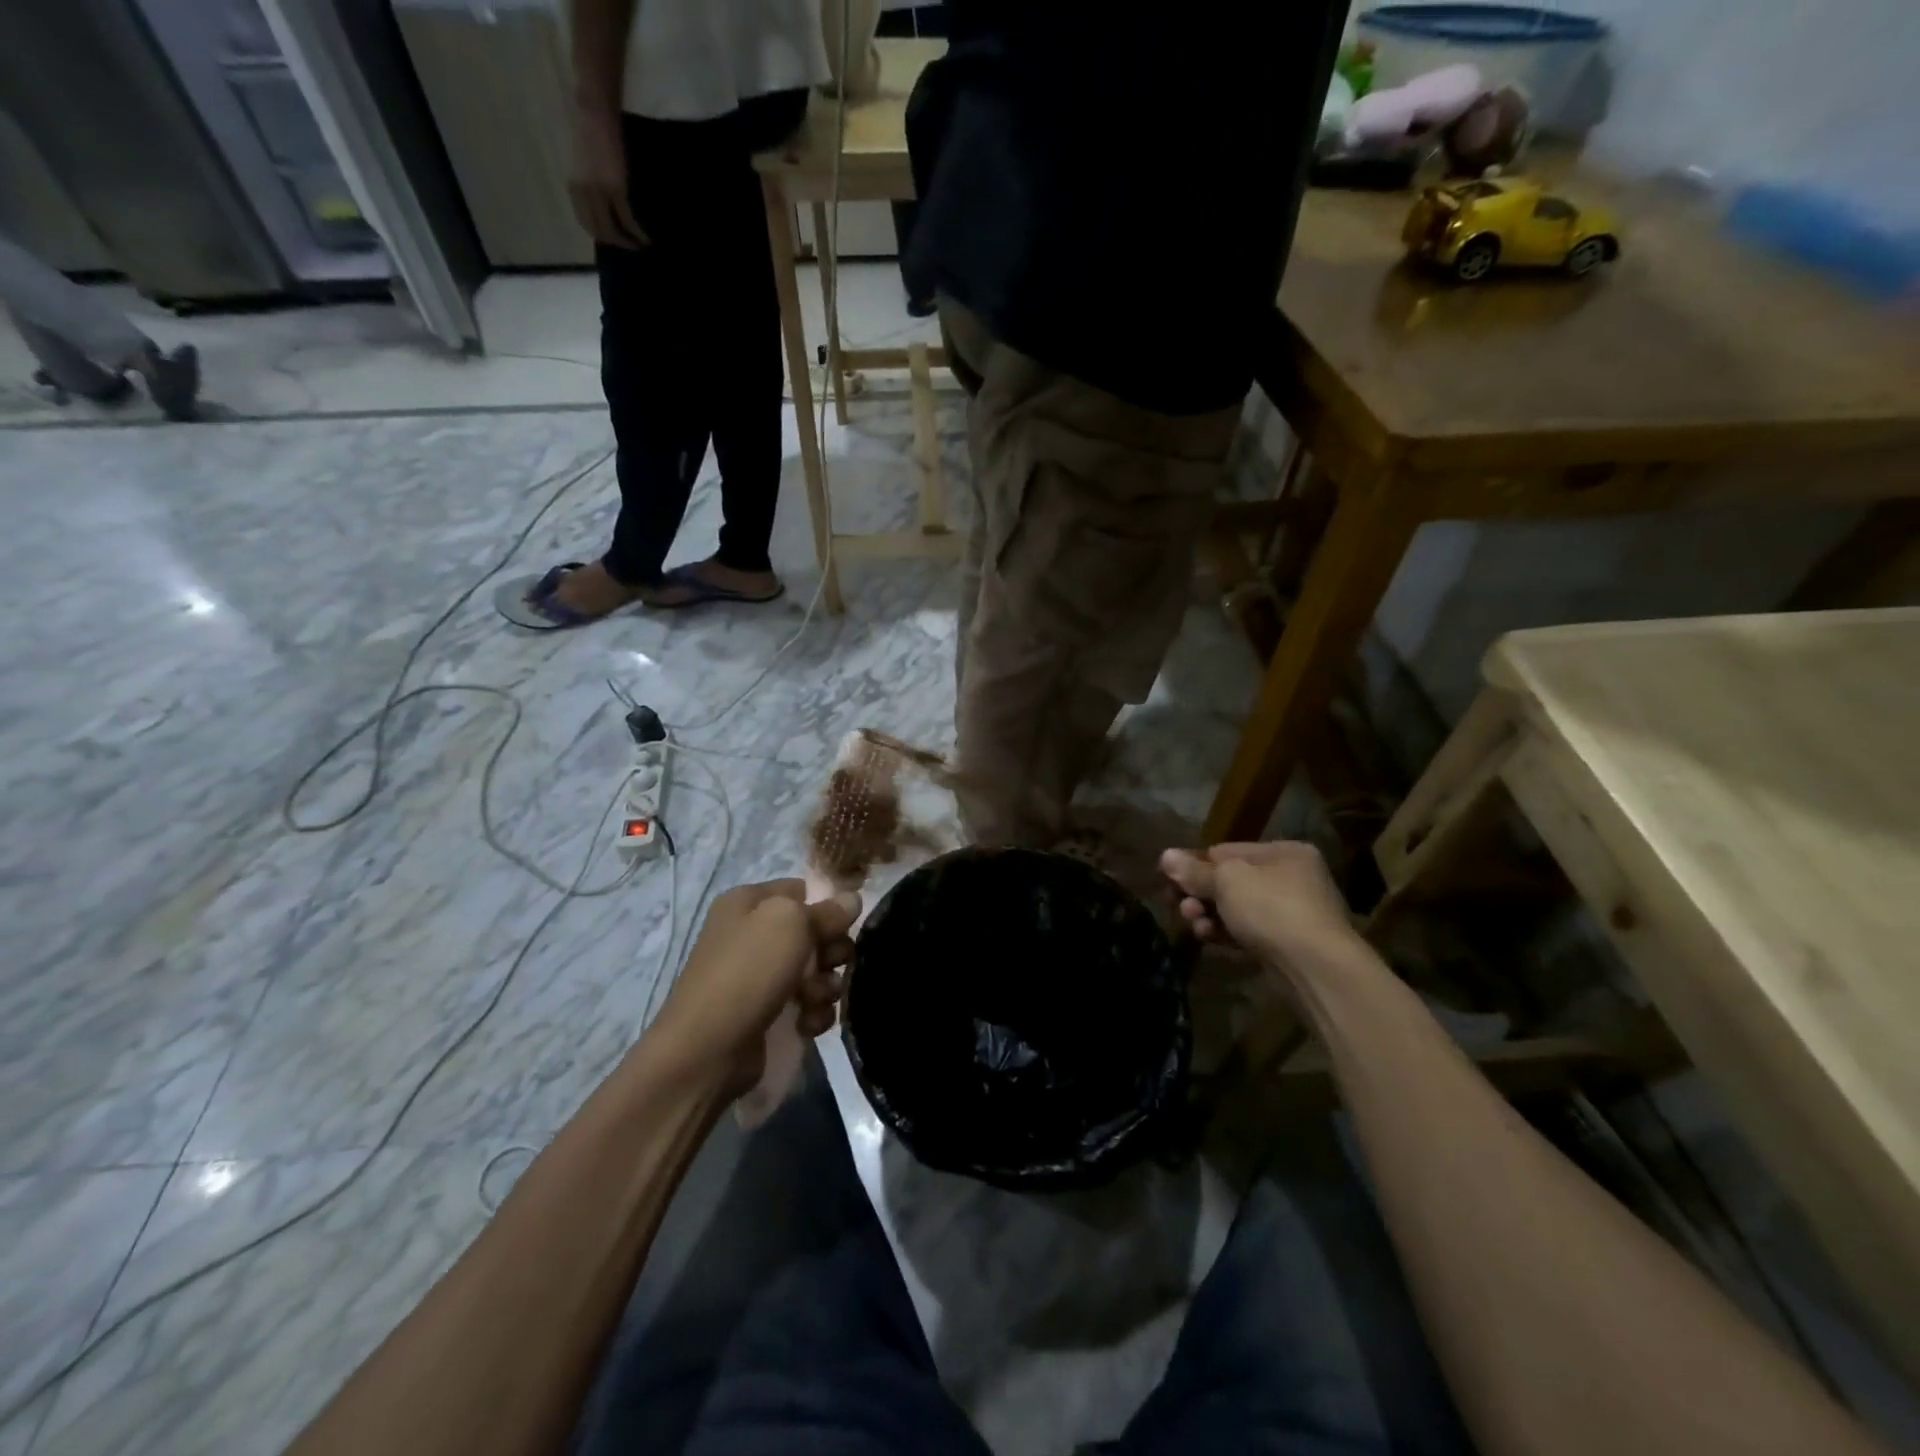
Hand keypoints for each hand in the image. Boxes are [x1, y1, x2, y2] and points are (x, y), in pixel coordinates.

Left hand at [569, 111, 647, 248]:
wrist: (593, 113)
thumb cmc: (586, 133)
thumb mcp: (580, 166)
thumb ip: (586, 186)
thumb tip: (600, 206)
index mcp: (573, 188)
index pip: (587, 224)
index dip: (602, 236)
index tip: (614, 240)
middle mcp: (584, 194)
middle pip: (602, 232)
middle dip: (617, 243)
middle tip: (631, 246)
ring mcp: (600, 193)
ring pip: (614, 231)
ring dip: (628, 242)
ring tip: (640, 244)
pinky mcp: (616, 190)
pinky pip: (628, 220)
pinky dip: (638, 233)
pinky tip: (645, 238)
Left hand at [650, 880, 860, 1095]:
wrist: (707, 1050)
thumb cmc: (748, 972)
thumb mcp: (790, 923)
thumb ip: (826, 909)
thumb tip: (852, 899)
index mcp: (749, 903)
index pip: (801, 890)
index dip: (827, 906)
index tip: (845, 925)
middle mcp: (752, 934)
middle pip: (813, 932)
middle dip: (831, 950)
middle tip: (831, 965)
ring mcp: (759, 976)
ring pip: (815, 970)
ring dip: (826, 986)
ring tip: (815, 1000)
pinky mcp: (767, 1012)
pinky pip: (806, 1004)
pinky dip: (813, 1013)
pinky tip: (807, 1024)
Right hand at [1159, 841, 1359, 969]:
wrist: (1315, 967)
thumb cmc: (1271, 908)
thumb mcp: (1227, 880)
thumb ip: (1194, 870)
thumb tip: (1165, 856)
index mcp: (1283, 853)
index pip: (1226, 851)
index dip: (1194, 865)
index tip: (1169, 880)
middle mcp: (1291, 878)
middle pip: (1229, 882)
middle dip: (1200, 895)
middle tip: (1179, 907)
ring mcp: (1291, 914)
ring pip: (1236, 909)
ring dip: (1208, 916)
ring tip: (1193, 925)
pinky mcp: (1285, 945)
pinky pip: (1246, 933)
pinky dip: (1225, 934)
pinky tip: (1207, 938)